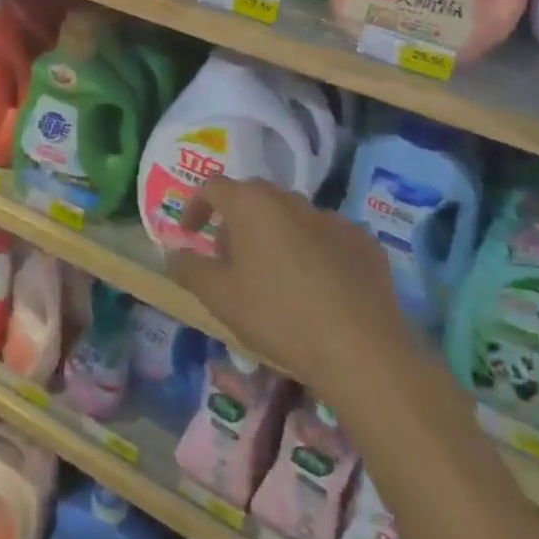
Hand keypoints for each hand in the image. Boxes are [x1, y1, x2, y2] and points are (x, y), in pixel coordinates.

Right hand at [166, 178, 409, 381]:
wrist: (363, 350)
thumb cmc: (278, 316)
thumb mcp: (219, 297)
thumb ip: (189, 269)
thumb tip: (173, 253)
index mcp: (252, 204)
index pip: (213, 188)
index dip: (196, 207)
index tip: (190, 234)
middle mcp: (290, 199)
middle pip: (254, 198)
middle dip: (236, 222)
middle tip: (230, 260)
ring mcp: (332, 218)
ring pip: (292, 217)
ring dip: (275, 236)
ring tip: (274, 277)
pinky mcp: (365, 242)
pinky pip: (327, 238)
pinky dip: (314, 251)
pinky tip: (318, 288)